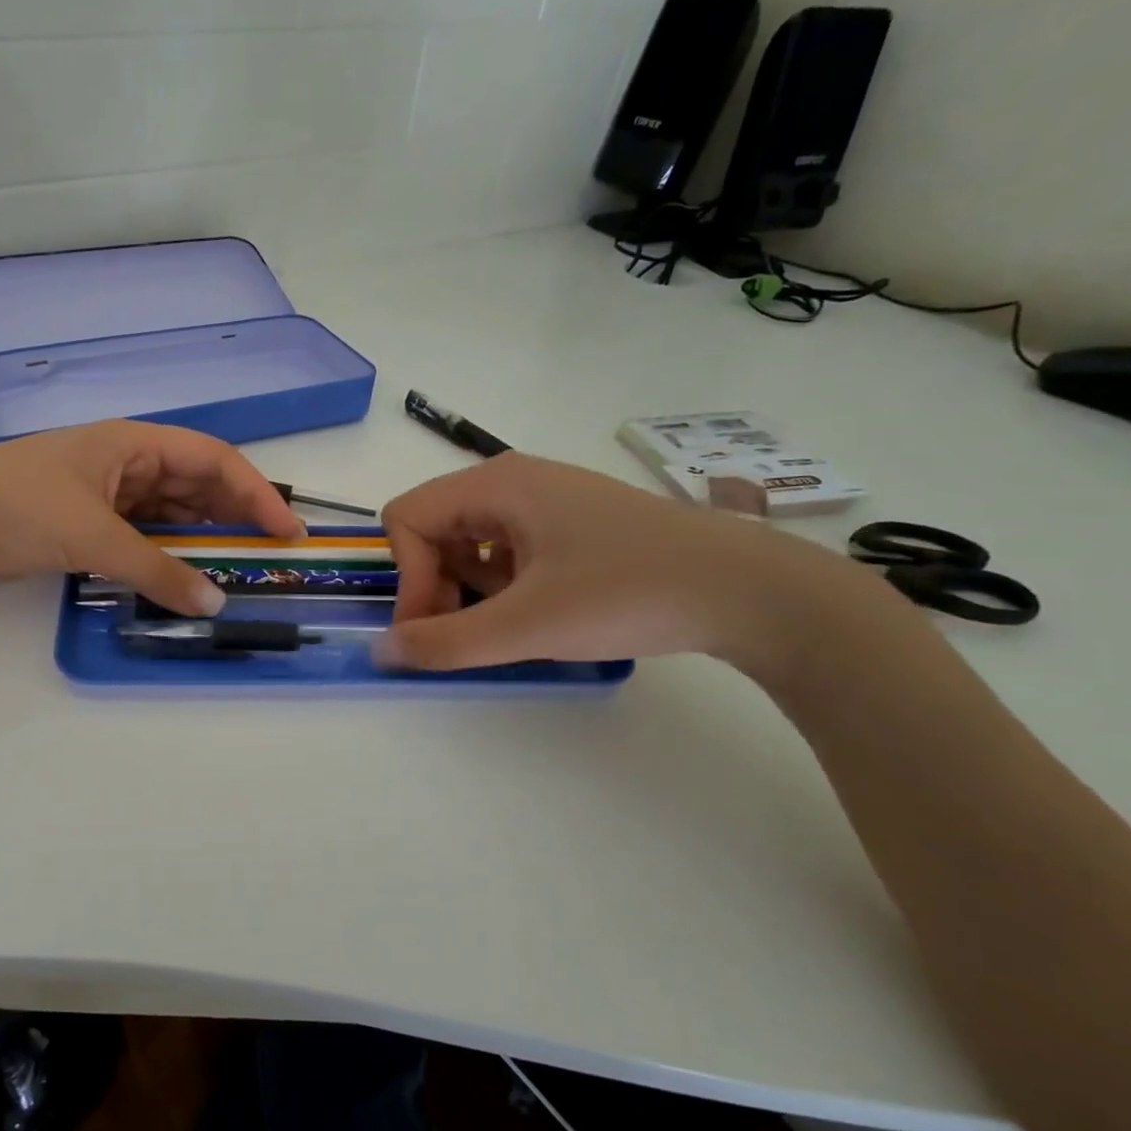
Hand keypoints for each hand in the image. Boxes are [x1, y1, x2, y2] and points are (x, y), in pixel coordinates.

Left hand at [0, 420, 304, 613]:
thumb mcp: (90, 535)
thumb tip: (214, 603)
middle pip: (195, 487)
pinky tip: (183, 581)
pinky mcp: (82, 527)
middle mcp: (124, 464)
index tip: (286, 532)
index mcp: (132, 443)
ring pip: (169, 516)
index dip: (255, 493)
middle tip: (268, 560)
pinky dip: (164, 560)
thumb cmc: (11, 507)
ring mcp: (103, 496)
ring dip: (200, 543)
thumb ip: (155, 570)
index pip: (213, 459)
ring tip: (235, 575)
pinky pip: (140, 540)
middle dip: (234, 519)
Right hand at [376, 452, 892, 673]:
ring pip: (468, 541)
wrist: (750, 591)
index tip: (434, 629)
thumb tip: (381, 651)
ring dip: (467, 588)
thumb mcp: (528, 625)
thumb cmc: (629, 594)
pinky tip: (536, 612)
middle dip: (434, 585)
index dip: (407, 577)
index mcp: (495, 484)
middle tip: (466, 633)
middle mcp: (513, 480)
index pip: (407, 519)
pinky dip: (501, 583)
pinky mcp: (570, 523)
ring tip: (507, 626)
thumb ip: (446, 641)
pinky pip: (505, 548)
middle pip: (433, 528)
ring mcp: (545, 499)